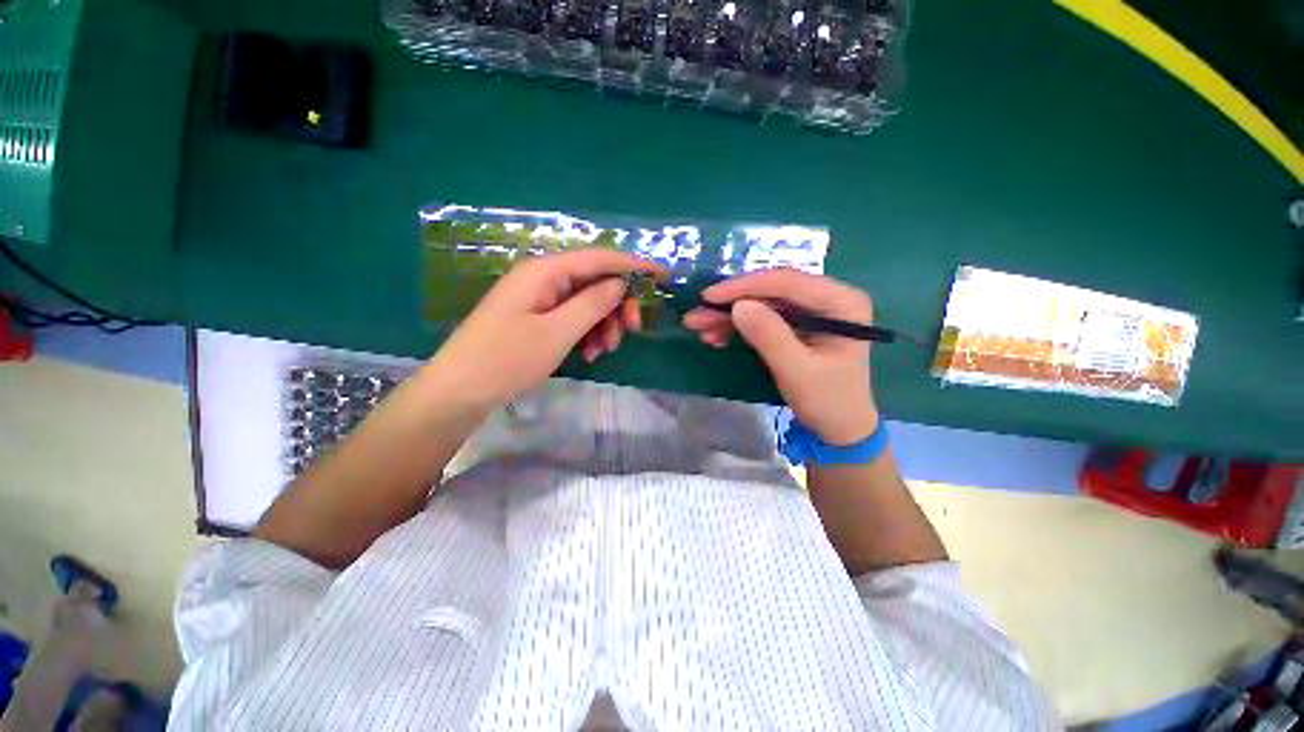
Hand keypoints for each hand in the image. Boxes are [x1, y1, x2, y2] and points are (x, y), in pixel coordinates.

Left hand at [424, 248, 666, 408]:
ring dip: (603, 322)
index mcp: (545, 271)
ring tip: (605, 349)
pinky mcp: (536, 316)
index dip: (634, 264)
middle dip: (617, 303)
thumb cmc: (507, 359)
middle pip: (594, 280)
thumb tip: (620, 283)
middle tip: (632, 329)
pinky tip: (590, 353)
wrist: (460, 391)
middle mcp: (543, 277)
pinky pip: (572, 317)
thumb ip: (592, 304)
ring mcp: (538, 298)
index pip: (599, 258)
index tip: (663, 275)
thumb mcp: (557, 332)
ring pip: (586, 301)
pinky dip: (587, 332)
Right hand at [682, 270, 878, 444]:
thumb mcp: (797, 371)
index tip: (709, 297)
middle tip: (696, 315)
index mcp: (841, 302)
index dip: (745, 287)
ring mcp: (813, 310)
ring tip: (699, 326)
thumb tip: (737, 306)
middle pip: (772, 291)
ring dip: (730, 316)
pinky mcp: (798, 325)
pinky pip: (764, 318)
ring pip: (763, 304)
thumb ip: (770, 336)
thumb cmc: (827, 402)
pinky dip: (739, 326)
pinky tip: (717, 336)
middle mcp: (828, 298)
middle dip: (732, 303)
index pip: (788, 283)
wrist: (841, 429)